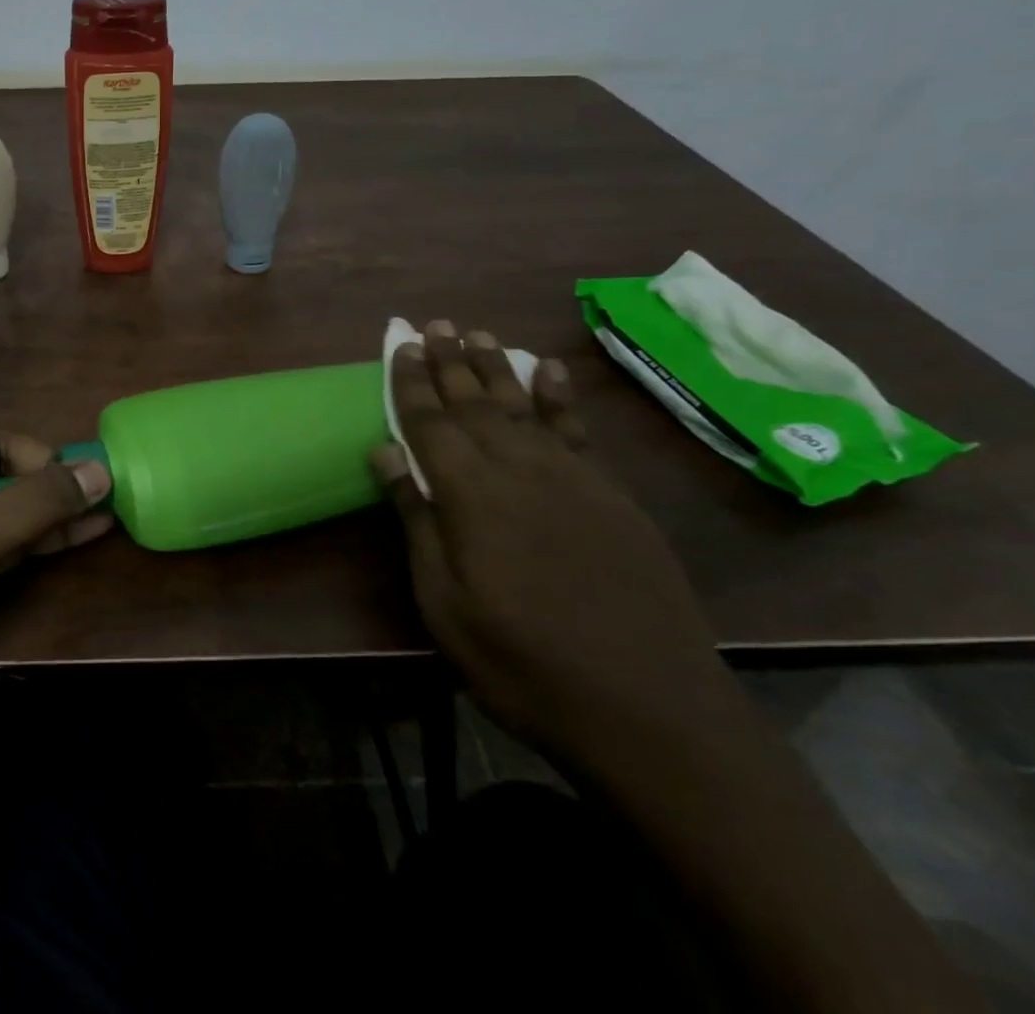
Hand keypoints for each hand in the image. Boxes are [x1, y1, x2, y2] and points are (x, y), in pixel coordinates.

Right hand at [370, 321, 737, 775]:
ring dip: (496, 366)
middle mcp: (519, 469)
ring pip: (522, 406)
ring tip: (477, 333)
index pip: (430, 421)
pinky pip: (575, 430)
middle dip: (450, 361)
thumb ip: (416, 520)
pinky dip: (558, 396)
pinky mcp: (610, 496)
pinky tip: (548, 371)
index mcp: (471, 494)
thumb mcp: (444, 603)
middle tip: (433, 324)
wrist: (649, 710)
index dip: (411, 382)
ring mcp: (572, 479)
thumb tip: (385, 452)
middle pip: (475, 402)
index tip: (399, 346)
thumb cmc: (522, 662)